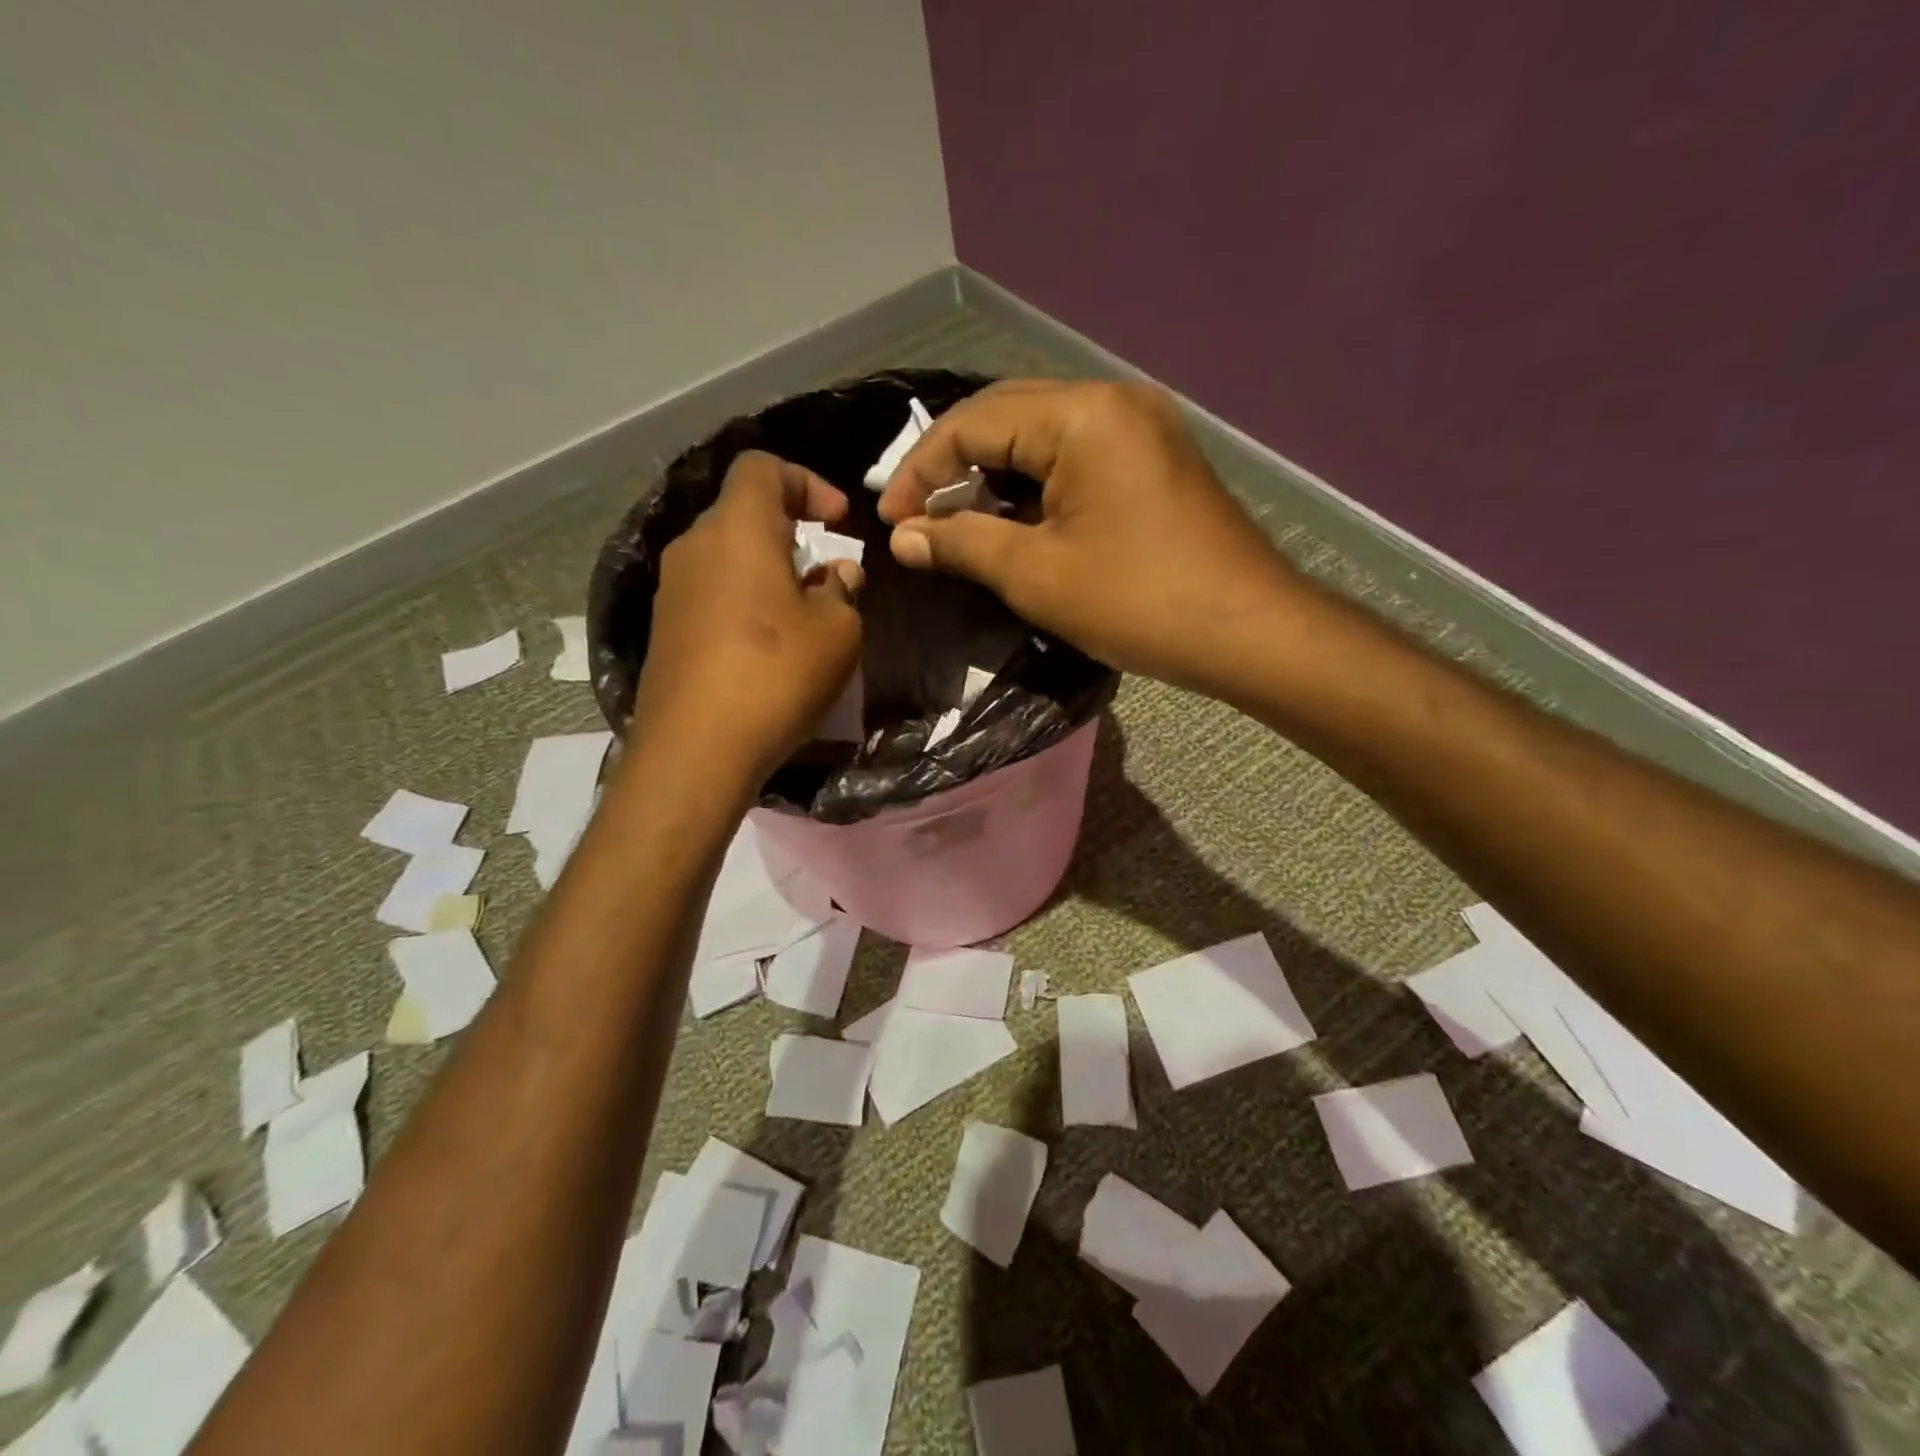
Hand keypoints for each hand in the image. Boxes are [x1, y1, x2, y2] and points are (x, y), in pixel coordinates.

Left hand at [634, 450, 862, 786]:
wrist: (696, 750)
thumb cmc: (776, 675)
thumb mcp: (838, 631)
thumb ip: (842, 591)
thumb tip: (834, 576)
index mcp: (737, 529)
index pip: (763, 468)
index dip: (807, 482)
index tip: (838, 523)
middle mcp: (694, 547)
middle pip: (743, 514)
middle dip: (792, 534)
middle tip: (827, 576)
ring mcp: (672, 590)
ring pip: (727, 559)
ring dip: (769, 574)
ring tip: (803, 618)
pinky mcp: (665, 631)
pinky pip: (712, 595)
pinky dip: (745, 604)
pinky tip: (768, 649)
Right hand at [877, 380, 1305, 699]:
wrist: (1249, 633)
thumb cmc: (1138, 602)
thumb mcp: (1036, 575)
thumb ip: (961, 543)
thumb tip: (902, 537)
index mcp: (1083, 415)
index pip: (974, 422)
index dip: (921, 469)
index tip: (890, 521)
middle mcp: (1113, 401)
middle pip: (1006, 416)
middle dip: (952, 466)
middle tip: (916, 518)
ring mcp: (1140, 428)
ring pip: (1040, 437)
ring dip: (992, 476)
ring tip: (954, 523)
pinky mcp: (1153, 460)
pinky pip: (1075, 458)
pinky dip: (1033, 487)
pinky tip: (1010, 522)